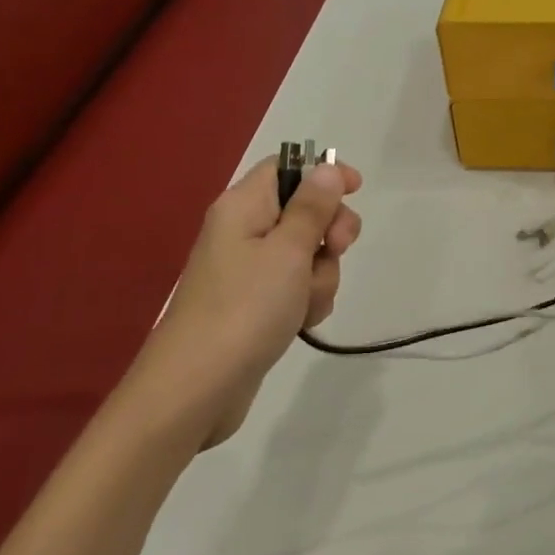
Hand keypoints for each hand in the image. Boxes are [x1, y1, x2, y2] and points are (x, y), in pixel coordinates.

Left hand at [126, 156, 362, 448]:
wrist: (197, 387)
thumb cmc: (245, 308)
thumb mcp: (288, 251)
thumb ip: (312, 207)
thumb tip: (324, 167)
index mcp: (243, 207)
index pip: (286, 167)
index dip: (323, 173)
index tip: (357, 190)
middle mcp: (243, 231)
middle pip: (304, 211)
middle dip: (330, 232)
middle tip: (336, 250)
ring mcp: (250, 271)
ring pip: (308, 254)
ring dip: (321, 275)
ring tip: (305, 302)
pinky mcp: (256, 304)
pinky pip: (297, 287)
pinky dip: (307, 300)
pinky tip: (300, 321)